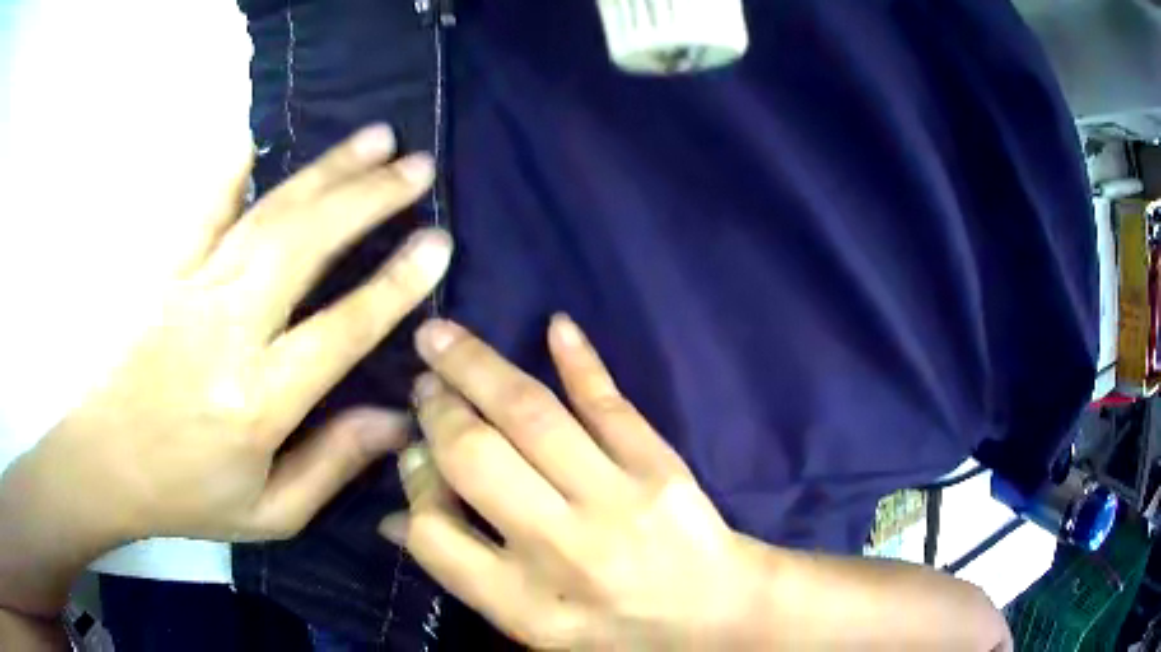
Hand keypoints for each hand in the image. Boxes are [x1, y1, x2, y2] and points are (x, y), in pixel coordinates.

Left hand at [21, 125, 450, 544]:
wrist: (104, 465)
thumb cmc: (186, 497)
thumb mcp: (268, 514)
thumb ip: (331, 466)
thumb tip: (396, 420)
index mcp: (258, 402)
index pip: (341, 329)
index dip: (395, 283)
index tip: (437, 242)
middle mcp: (227, 332)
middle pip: (306, 246)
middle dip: (369, 199)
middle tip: (418, 167)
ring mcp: (191, 291)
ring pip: (267, 215)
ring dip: (325, 171)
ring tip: (374, 138)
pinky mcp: (165, 273)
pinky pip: (202, 209)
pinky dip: (232, 171)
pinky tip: (260, 142)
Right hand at [381, 316, 758, 649]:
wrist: (714, 613)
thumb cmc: (614, 629)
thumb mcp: (531, 626)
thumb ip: (464, 573)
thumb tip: (395, 519)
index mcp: (524, 602)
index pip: (434, 533)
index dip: (415, 484)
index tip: (416, 456)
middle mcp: (564, 549)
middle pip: (475, 458)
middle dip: (438, 412)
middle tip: (423, 385)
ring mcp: (616, 500)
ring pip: (531, 415)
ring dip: (478, 367)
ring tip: (441, 338)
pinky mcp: (658, 467)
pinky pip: (610, 404)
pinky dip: (581, 362)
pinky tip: (555, 325)